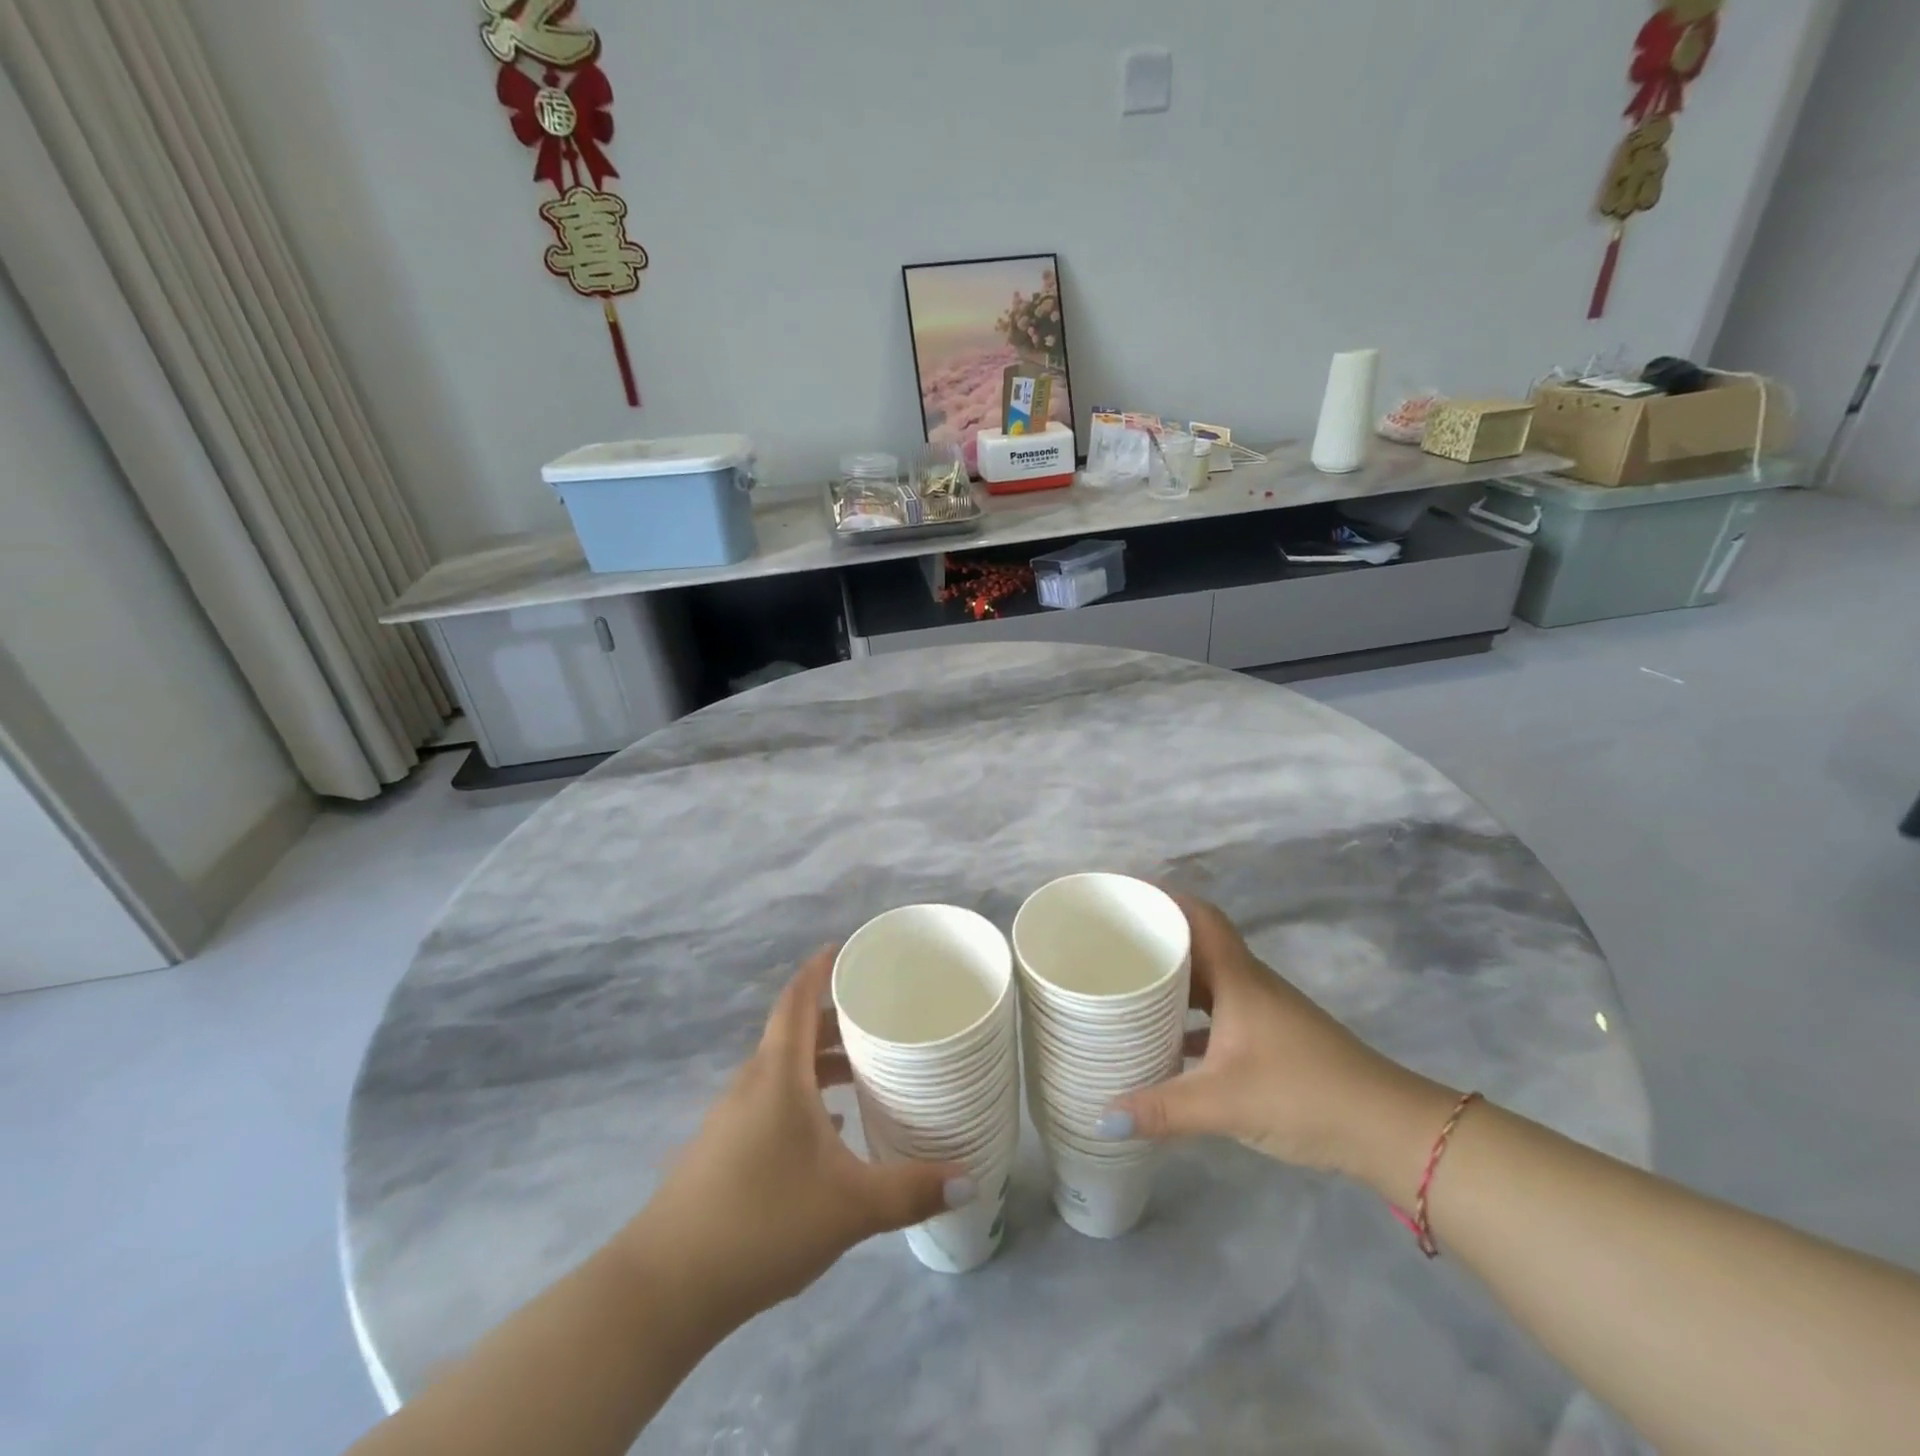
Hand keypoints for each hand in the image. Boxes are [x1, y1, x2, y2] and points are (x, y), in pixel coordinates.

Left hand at [625, 947, 971, 1329]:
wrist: (665, 1287)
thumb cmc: (762, 1222)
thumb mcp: (849, 1207)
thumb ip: (910, 1191)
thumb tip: (969, 1179)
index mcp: (778, 1074)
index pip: (797, 1000)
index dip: (819, 969)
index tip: (845, 949)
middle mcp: (752, 1083)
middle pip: (795, 1033)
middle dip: (835, 1021)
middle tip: (880, 1018)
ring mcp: (732, 1117)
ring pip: (783, 1070)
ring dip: (821, 1063)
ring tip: (866, 1073)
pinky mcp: (722, 1149)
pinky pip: (771, 1101)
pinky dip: (804, 1097)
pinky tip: (832, 1129)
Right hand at [1103, 896, 1456, 1200]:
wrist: (1387, 1129)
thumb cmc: (1303, 1094)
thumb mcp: (1225, 1103)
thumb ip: (1163, 1110)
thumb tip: (1102, 1117)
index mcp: (1238, 978)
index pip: (1199, 917)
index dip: (1163, 900)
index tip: (1125, 899)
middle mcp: (1249, 984)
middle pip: (1198, 944)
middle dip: (1157, 939)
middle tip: (1111, 945)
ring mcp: (1262, 1012)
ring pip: (1208, 980)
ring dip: (1173, 980)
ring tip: (1128, 986)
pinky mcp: (1271, 1039)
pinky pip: (1219, 1012)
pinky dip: (1190, 1018)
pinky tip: (1165, 1042)